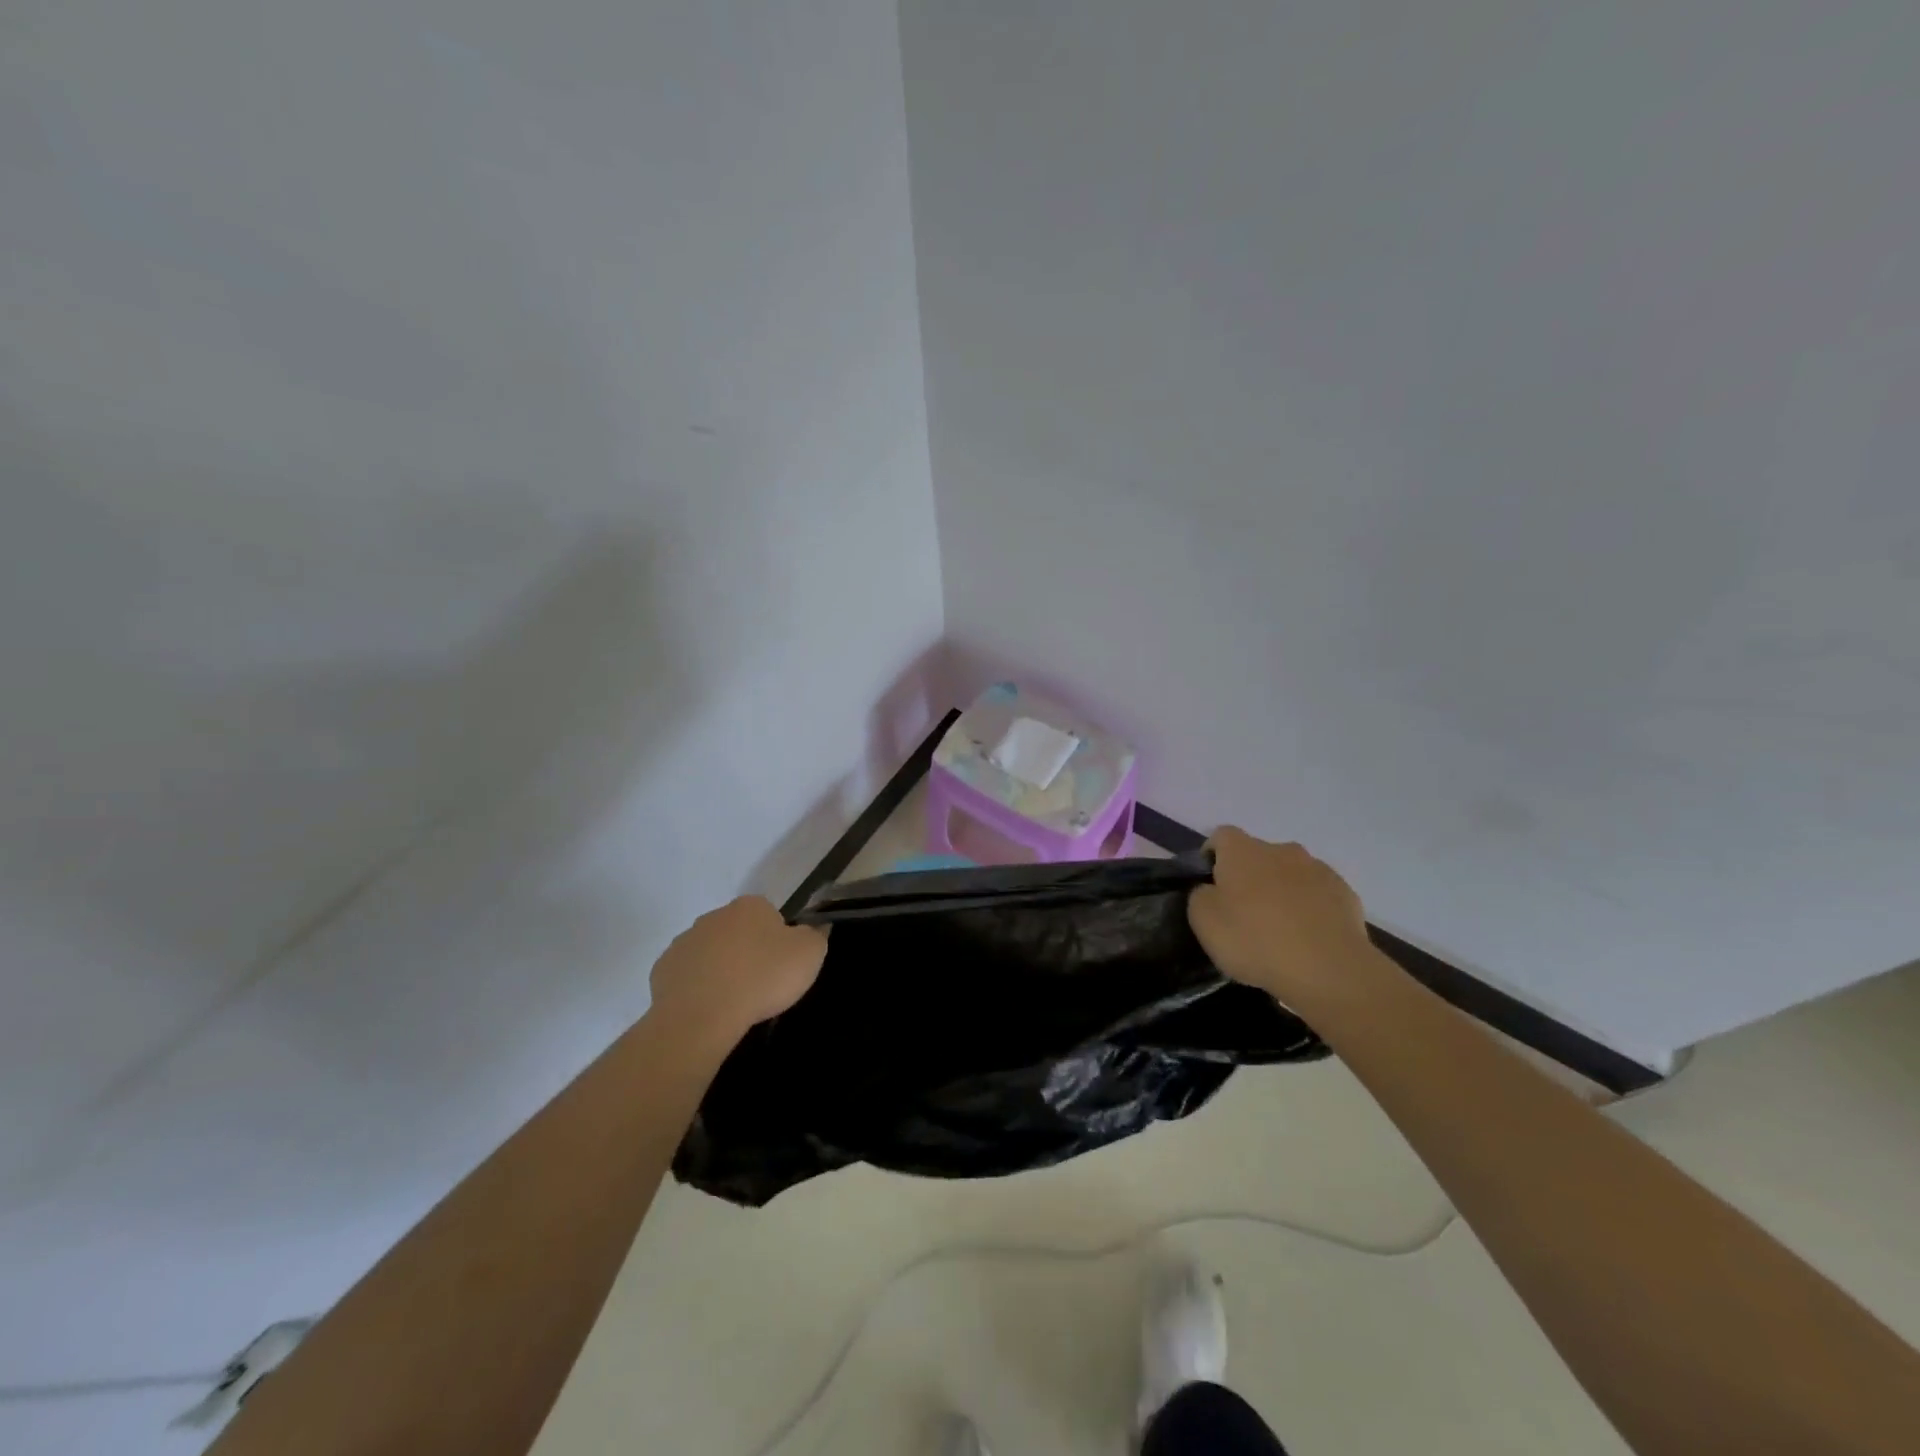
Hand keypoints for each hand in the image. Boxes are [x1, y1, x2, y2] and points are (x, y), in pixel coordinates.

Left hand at [648, 896, 827, 1045]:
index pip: (769, 915)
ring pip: (710, 952)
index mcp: (750, 906)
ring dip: (720, 968)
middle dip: (746, 951)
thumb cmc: (762, 978)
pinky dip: (697, 987)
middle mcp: (714, 915)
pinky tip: (709, 1008)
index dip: (778, 940)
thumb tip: (815, 928)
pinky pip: (687, 975)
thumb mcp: (809, 955)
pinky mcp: (663, 969)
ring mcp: (684, 941)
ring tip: (733, 1001)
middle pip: (737, 931)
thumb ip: (816, 935)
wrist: (703, 1015)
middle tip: (760, 984)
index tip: (781, 965)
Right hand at [1188, 827, 1372, 1004]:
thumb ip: (1200, 896)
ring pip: (1290, 874)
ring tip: (1280, 931)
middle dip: (1250, 877)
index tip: (1210, 886)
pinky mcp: (1345, 894)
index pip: (1221, 836)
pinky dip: (1310, 909)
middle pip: (1258, 856)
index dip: (1212, 857)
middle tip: (1244, 915)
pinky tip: (1308, 939)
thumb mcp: (1204, 922)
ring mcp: (1318, 870)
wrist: (1328, 969)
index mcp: (1242, 851)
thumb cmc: (1255, 940)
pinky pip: (1319, 895)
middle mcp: (1281, 850)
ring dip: (1282, 892)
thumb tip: (1210, 890)